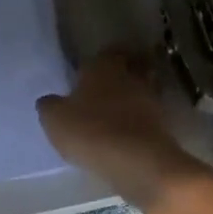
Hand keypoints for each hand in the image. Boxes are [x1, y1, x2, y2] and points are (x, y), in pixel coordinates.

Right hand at [37, 48, 207, 209]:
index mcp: (104, 66)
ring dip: (129, 100)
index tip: (89, 72)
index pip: (106, 52)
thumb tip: (50, 101)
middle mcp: (131, 76)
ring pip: (140, 91)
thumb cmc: (89, 130)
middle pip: (129, 68)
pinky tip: (123, 133)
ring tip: (112, 115)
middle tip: (102, 91)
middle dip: (119, 76)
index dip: (99, 60)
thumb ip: (49, 105)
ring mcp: (150, 100)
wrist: (136, 161)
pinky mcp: (162, 124)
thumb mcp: (54, 119)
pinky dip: (137, 121)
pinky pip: (146, 116)